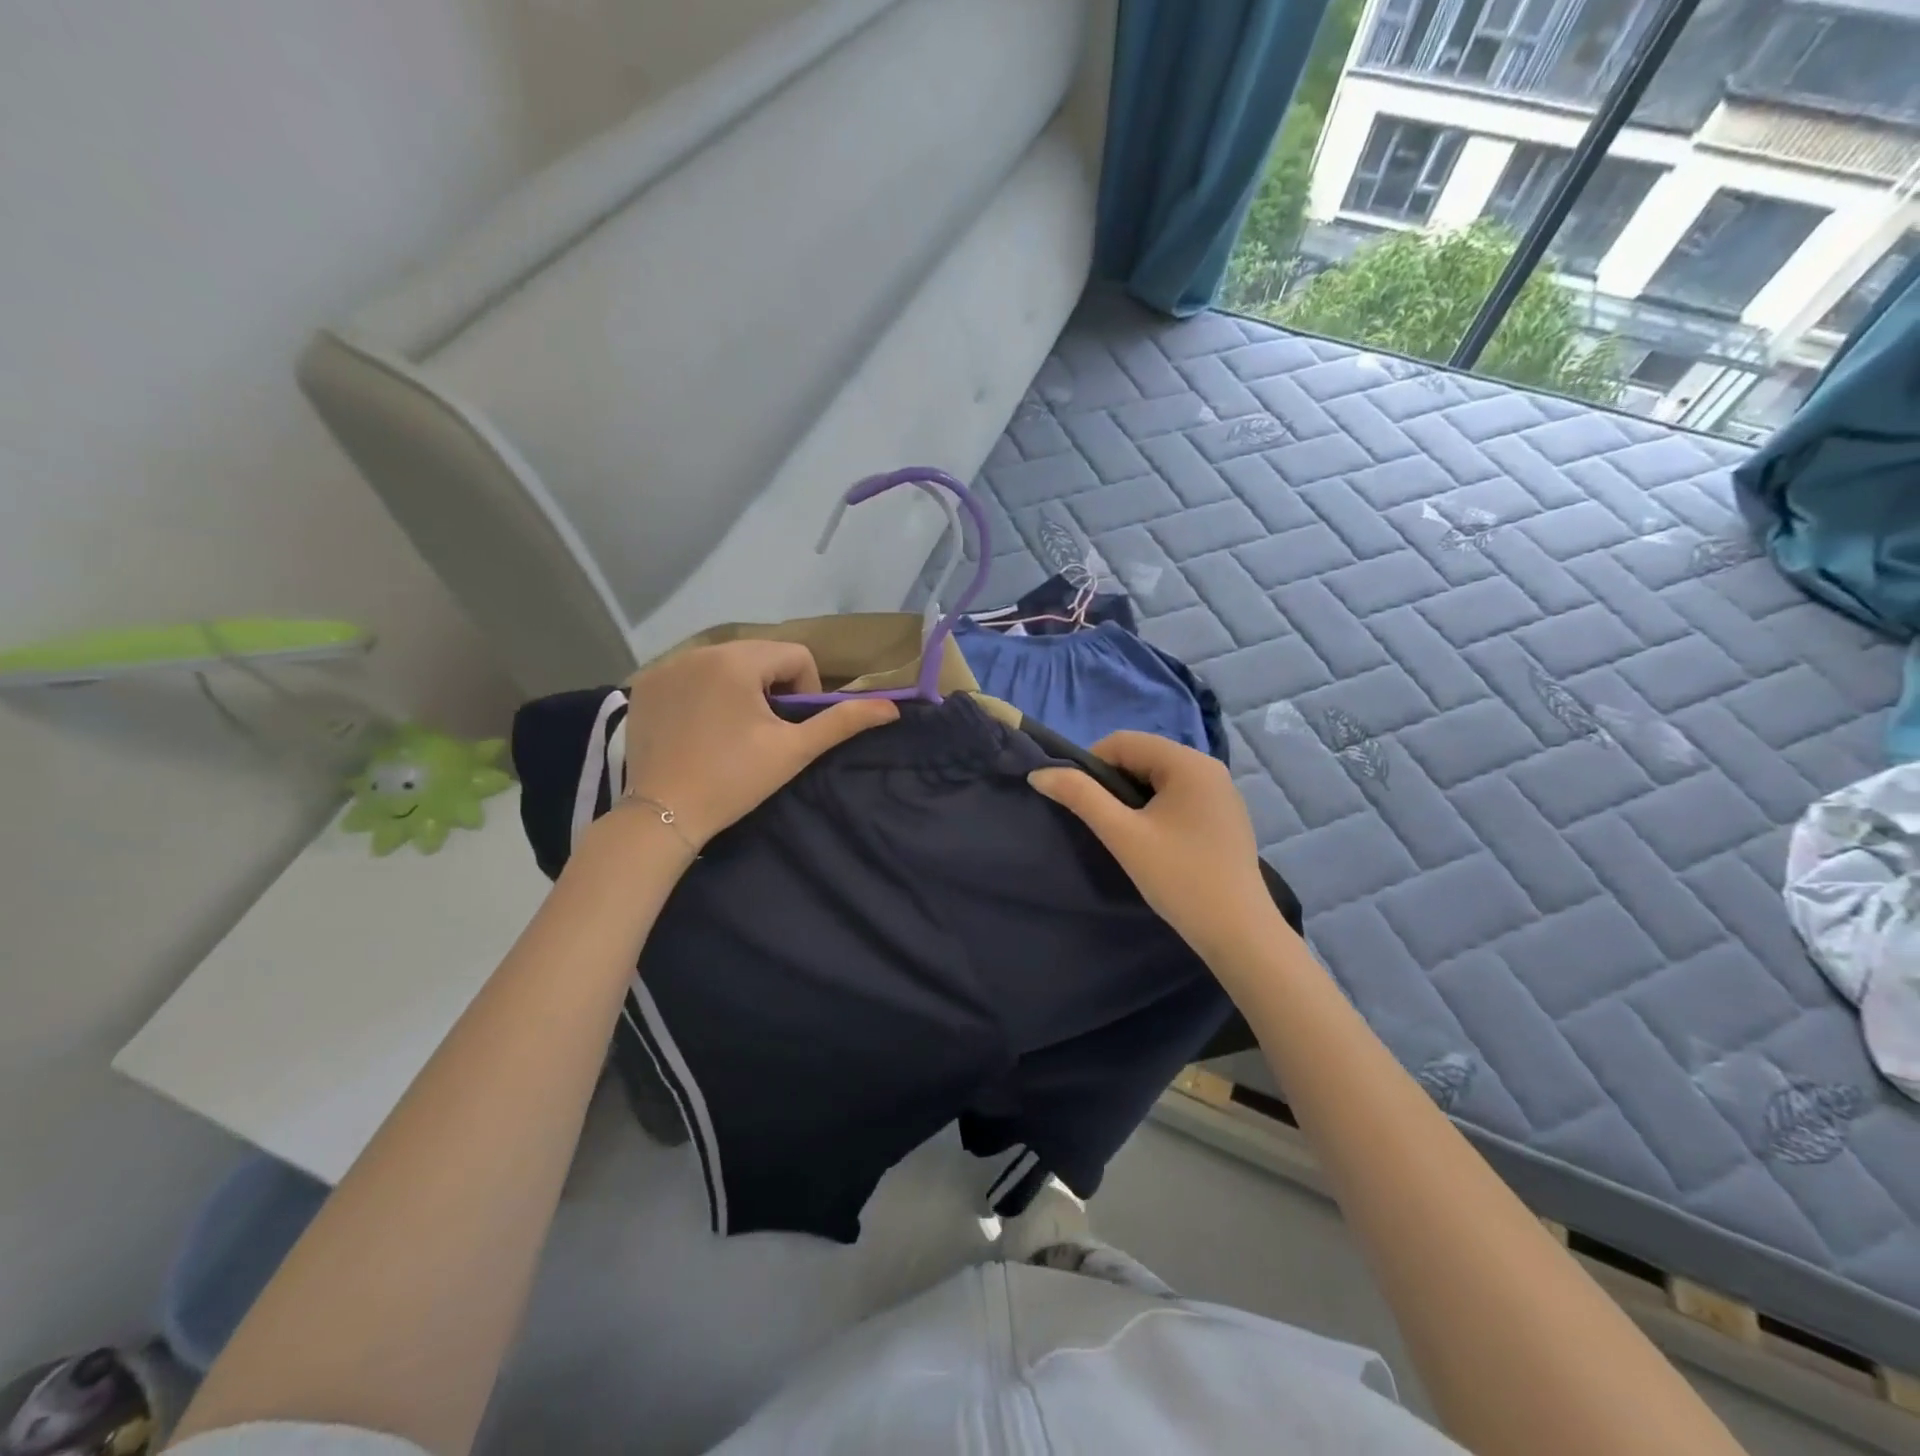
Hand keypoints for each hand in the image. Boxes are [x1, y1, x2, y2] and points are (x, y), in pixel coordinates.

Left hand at [617, 641, 897, 851]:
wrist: (663, 814)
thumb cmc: (735, 780)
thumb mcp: (794, 750)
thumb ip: (842, 722)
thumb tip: (891, 708)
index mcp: (737, 660)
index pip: (795, 655)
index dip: (805, 690)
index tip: (791, 727)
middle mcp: (698, 651)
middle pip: (758, 655)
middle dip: (771, 687)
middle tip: (765, 731)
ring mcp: (666, 666)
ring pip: (724, 663)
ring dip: (739, 687)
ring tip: (732, 730)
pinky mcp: (644, 685)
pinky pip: (690, 674)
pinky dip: (703, 692)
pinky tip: (699, 728)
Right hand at [1028, 732, 1282, 964]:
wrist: (1239, 933)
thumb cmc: (1179, 878)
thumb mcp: (1123, 835)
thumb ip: (1080, 797)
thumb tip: (1040, 773)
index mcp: (1189, 762)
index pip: (1124, 741)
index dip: (1090, 764)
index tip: (1077, 800)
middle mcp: (1209, 767)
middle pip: (1143, 756)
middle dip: (1112, 782)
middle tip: (1100, 821)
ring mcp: (1222, 792)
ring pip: (1159, 778)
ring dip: (1132, 797)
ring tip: (1124, 834)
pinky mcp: (1225, 816)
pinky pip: (1179, 796)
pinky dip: (1155, 808)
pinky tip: (1153, 841)